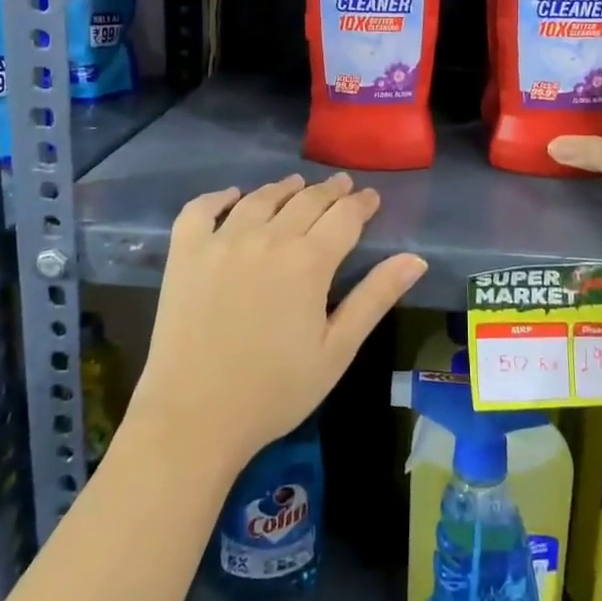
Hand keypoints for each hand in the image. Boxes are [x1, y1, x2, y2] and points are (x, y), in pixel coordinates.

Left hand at [132, 173, 427, 470]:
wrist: (194, 416)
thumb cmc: (275, 390)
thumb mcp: (337, 350)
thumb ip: (375, 298)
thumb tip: (416, 259)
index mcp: (308, 262)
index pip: (344, 217)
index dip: (362, 204)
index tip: (371, 197)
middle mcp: (267, 238)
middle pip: (305, 201)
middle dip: (329, 190)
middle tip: (342, 184)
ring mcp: (221, 242)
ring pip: (259, 198)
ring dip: (283, 187)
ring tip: (296, 184)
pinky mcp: (185, 253)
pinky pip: (201, 209)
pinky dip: (219, 196)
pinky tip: (232, 196)